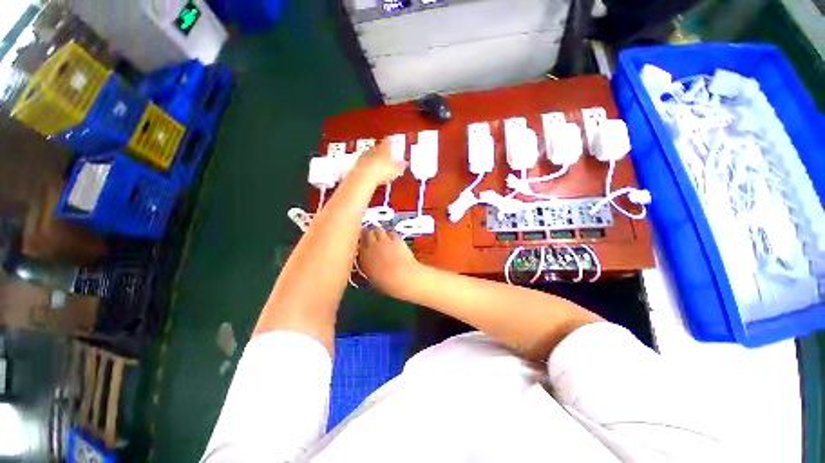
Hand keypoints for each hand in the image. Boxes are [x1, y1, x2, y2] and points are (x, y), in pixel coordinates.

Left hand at [353, 138, 406, 185]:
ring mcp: (364, 155)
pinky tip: (370, 171)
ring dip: (373, 158)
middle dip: (381, 150)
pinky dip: (367, 165)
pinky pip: (364, 163)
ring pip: (370, 154)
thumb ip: (401, 166)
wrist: (365, 175)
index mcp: (384, 148)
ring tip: (377, 164)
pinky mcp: (358, 163)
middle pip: (378, 147)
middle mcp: (373, 149)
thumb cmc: (382, 170)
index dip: (389, 141)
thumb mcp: (395, 169)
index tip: (390, 139)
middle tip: (384, 154)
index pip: (387, 141)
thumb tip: (406, 163)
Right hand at [358, 228, 419, 295]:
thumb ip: (368, 267)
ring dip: (378, 232)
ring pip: (378, 229)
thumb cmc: (386, 282)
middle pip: (367, 233)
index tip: (362, 244)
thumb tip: (368, 264)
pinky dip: (390, 234)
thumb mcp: (371, 277)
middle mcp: (372, 246)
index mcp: (364, 257)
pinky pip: (391, 232)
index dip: (361, 243)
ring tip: (381, 236)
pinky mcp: (396, 239)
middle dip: (368, 234)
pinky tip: (392, 237)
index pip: (358, 244)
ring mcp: (384, 240)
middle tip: (371, 237)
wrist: (401, 277)